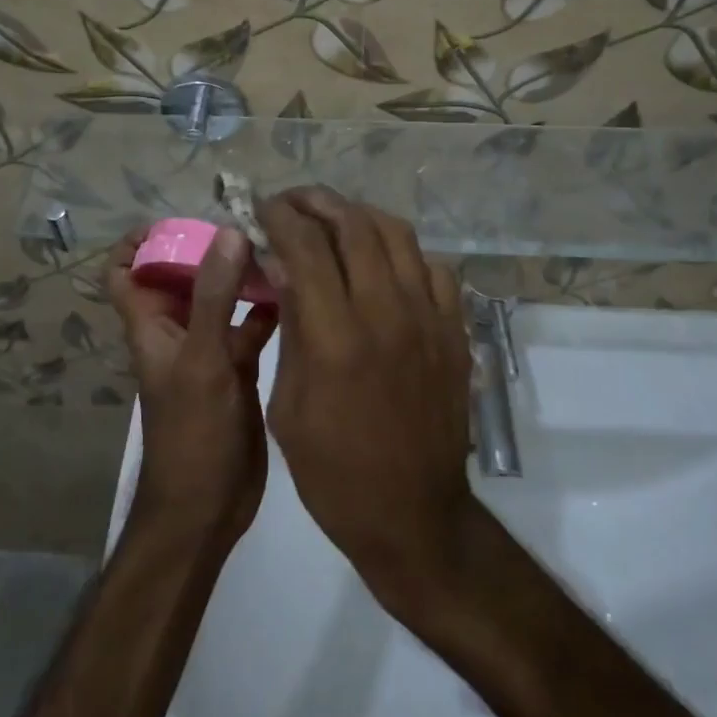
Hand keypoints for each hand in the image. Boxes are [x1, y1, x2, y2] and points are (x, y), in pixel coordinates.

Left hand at [107, 227, 279, 551]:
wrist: (207, 508)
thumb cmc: (192, 434)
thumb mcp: (203, 360)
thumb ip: (215, 297)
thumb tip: (229, 231)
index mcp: (152, 325)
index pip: (125, 272)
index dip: (138, 242)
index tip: (178, 219)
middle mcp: (177, 331)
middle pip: (183, 275)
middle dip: (210, 248)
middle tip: (251, 223)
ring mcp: (209, 349)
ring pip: (221, 298)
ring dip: (242, 275)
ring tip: (280, 247)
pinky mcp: (238, 368)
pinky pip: (251, 326)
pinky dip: (268, 308)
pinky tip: (297, 293)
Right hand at [256, 189, 474, 609]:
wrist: (413, 515)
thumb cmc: (333, 472)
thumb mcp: (288, 406)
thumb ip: (290, 328)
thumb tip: (282, 267)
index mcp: (336, 337)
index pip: (305, 247)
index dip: (279, 217)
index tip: (262, 209)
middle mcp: (386, 313)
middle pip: (353, 225)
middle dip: (316, 202)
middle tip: (293, 203)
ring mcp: (429, 318)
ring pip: (397, 234)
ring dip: (359, 215)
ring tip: (334, 219)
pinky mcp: (455, 331)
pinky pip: (433, 267)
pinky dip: (403, 252)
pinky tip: (383, 263)